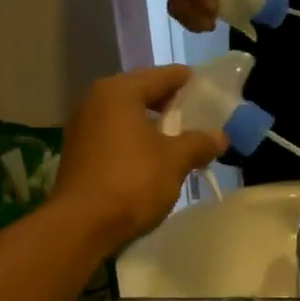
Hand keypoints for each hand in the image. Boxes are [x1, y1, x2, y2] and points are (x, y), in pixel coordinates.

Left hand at [52, 66, 225, 249]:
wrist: (82, 224)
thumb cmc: (132, 181)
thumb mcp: (175, 160)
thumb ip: (199, 143)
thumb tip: (220, 137)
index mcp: (119, 92)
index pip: (161, 76)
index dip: (187, 81)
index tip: (207, 87)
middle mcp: (95, 101)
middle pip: (142, 94)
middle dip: (170, 105)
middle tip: (197, 116)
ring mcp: (83, 128)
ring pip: (127, 117)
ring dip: (153, 126)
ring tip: (179, 140)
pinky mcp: (79, 154)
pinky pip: (115, 136)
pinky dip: (136, 141)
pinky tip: (153, 159)